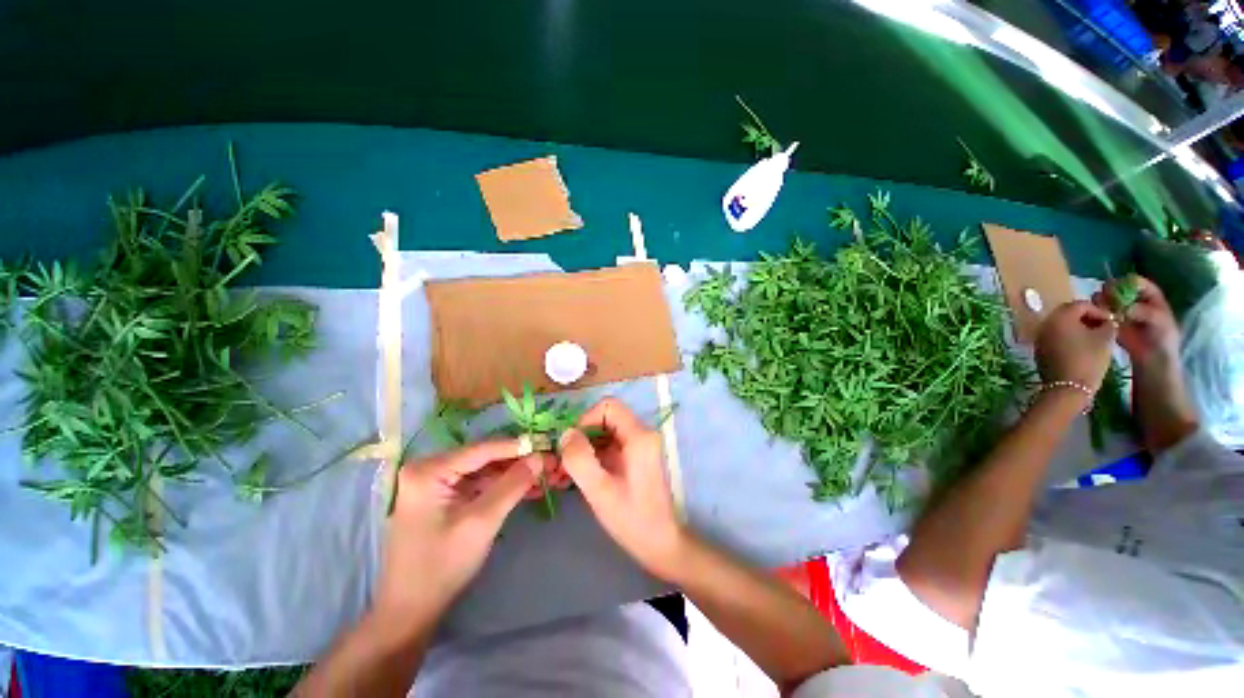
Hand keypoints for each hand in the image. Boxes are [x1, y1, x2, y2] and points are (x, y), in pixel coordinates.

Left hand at [377, 440, 546, 618]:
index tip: (546, 446)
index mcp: (429, 470)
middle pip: (483, 457)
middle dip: (516, 461)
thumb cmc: (441, 565)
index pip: (482, 449)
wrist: (410, 610)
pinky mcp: (440, 495)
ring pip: (483, 469)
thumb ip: (512, 485)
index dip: (517, 447)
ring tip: (542, 475)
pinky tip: (524, 488)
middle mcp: (428, 468)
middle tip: (547, 463)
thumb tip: (540, 457)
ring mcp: (433, 482)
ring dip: (511, 474)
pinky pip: (476, 482)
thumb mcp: (482, 522)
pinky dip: (500, 486)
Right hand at [558, 398, 687, 580]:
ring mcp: (640, 445)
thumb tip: (566, 433)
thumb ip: (580, 459)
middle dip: (584, 434)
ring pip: (607, 430)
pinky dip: (595, 454)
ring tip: (570, 471)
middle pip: (607, 417)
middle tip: (566, 460)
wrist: (660, 543)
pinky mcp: (636, 456)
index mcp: (638, 436)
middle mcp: (642, 434)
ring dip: (587, 445)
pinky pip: (612, 443)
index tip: (572, 445)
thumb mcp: (600, 490)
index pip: (608, 406)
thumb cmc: (631, 518)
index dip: (586, 419)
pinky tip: (583, 475)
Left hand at [1035, 301, 1115, 394]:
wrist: (1067, 387)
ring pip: (1061, 325)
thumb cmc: (1089, 360)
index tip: (1111, 322)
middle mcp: (1045, 324)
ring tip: (1095, 337)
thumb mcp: (1105, 339)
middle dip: (1087, 317)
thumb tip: (1108, 321)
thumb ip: (1108, 324)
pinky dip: (1068, 337)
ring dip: (1078, 327)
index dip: (1099, 311)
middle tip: (1103, 327)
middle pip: (1068, 313)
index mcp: (1060, 317)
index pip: (1081, 304)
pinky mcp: (1039, 349)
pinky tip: (1082, 347)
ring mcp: (1040, 337)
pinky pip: (1055, 337)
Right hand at [1091, 275, 1180, 368]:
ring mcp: (1121, 309)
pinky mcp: (1110, 320)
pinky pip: (1100, 311)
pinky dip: (1096, 311)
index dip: (1126, 283)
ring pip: (1106, 298)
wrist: (1152, 358)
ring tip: (1099, 309)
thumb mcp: (1161, 323)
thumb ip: (1146, 313)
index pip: (1136, 281)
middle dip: (1109, 291)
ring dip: (1100, 300)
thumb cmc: (1163, 339)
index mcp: (1149, 295)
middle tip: (1103, 299)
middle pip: (1118, 287)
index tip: (1117, 290)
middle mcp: (1133, 299)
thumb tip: (1126, 309)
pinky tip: (1095, 316)